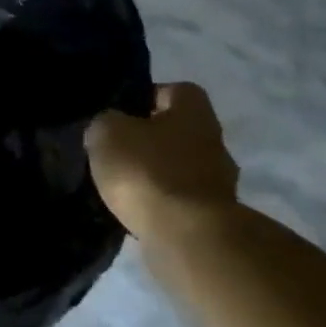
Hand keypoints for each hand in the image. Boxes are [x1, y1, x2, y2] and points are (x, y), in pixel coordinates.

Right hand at [84, 83, 239, 239]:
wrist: (187, 236)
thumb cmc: (147, 170)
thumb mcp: (107, 133)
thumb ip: (106, 123)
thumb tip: (109, 128)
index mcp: (195, 111)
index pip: (175, 90)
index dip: (146, 98)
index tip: (120, 114)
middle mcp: (215, 141)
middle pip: (179, 131)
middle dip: (151, 140)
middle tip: (116, 151)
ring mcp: (219, 183)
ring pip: (180, 167)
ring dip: (156, 174)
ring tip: (122, 185)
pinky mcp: (213, 217)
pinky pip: (180, 200)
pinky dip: (160, 203)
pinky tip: (136, 210)